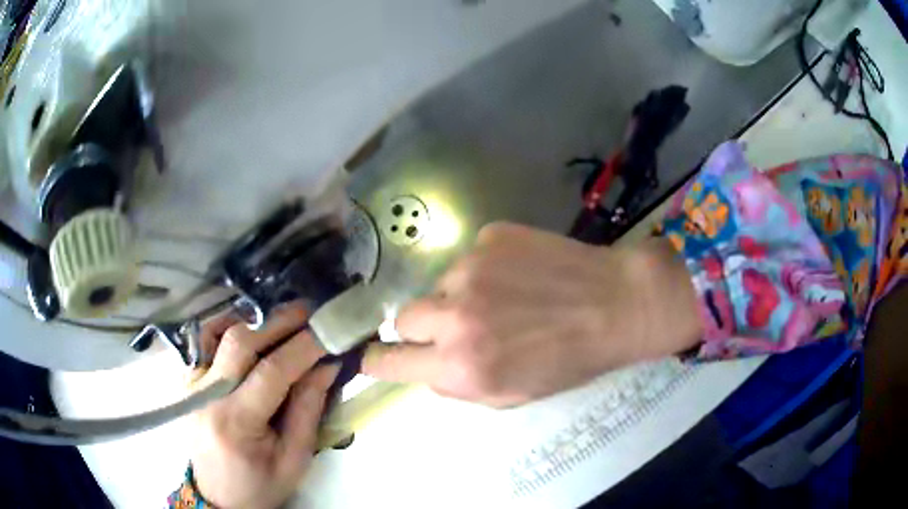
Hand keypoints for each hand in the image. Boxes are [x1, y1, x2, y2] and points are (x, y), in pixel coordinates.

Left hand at [191, 303, 338, 508]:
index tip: (329, 330)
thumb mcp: (294, 459)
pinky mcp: (188, 379)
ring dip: (252, 319)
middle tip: (310, 311)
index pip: (271, 372)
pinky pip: (205, 340)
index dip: (302, 347)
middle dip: (279, 322)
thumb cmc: (261, 484)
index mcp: (236, 423)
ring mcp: (192, 383)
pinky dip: (229, 326)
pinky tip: (251, 328)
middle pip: (240, 341)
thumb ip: (308, 409)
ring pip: (217, 331)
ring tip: (282, 319)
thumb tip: (326, 365)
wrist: (219, 495)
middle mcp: (206, 395)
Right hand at [363, 223, 700, 406]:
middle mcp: (456, 316)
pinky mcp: (489, 237)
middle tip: (456, 327)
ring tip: (505, 298)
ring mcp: (471, 269)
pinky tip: (522, 275)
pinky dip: (485, 270)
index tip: (376, 357)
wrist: (617, 303)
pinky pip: (469, 259)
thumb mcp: (512, 395)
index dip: (378, 360)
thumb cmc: (571, 360)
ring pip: (439, 286)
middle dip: (421, 327)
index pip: (389, 362)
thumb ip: (459, 384)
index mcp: (462, 366)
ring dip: (459, 297)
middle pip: (404, 317)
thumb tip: (428, 367)